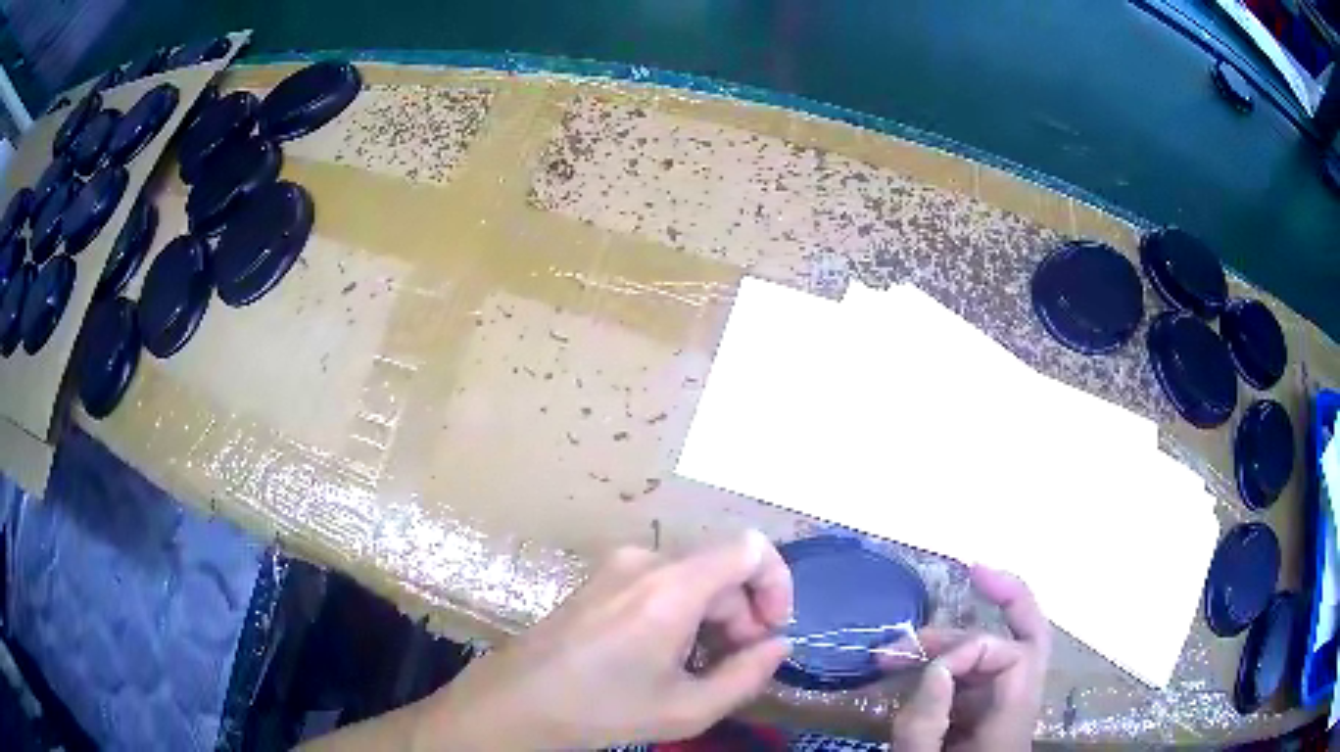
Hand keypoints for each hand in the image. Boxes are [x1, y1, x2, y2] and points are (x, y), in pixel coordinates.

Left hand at [417, 530, 793, 750]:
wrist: (517, 701)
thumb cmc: (602, 709)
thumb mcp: (686, 708)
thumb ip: (747, 675)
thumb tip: (778, 646)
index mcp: (671, 587)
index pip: (751, 549)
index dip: (777, 584)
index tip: (772, 631)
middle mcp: (646, 561)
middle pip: (721, 569)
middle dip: (742, 615)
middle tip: (733, 665)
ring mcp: (617, 565)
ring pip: (692, 577)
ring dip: (711, 617)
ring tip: (696, 667)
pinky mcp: (599, 577)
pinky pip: (660, 582)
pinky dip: (680, 611)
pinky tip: (664, 654)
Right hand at [889, 566, 1050, 751]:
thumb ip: (926, 723)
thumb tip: (937, 667)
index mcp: (1012, 719)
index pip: (1014, 656)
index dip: (971, 648)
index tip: (925, 670)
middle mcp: (1018, 706)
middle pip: (1032, 636)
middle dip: (1008, 598)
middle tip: (973, 572)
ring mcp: (1001, 710)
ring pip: (1000, 653)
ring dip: (956, 639)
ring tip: (899, 647)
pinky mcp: (981, 717)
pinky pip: (975, 676)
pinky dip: (949, 660)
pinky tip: (915, 664)